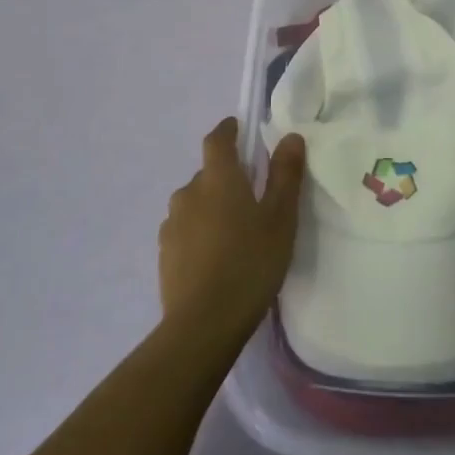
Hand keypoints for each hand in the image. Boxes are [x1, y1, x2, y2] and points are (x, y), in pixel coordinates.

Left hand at [159, 118, 306, 344]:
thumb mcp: (281, 219)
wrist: (203, 324)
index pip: (217, 139)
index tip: (238, 129)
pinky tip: (215, 258)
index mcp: (218, 178)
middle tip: (252, 199)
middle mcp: (189, 192)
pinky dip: (200, 233)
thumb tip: (290, 137)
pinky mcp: (164, 253)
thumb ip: (285, 175)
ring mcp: (172, 224)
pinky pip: (185, 230)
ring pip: (195, 203)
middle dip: (227, 178)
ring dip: (211, 207)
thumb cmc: (250, 263)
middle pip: (208, 174)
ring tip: (234, 233)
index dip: (228, 131)